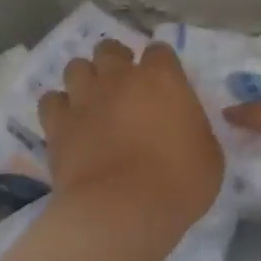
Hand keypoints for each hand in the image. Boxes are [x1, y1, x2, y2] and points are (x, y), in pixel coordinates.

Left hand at [39, 41, 222, 240]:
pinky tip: (69, 122)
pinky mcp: (58, 125)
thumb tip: (183, 127)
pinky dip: (60, 107)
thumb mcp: (209, 154)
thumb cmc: (179, 182)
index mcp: (163, 79)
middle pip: (110, 49)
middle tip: (124, 86)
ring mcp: (84, 99)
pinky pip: (51, 101)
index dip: (161, 65)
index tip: (164, 84)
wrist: (122, 211)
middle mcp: (120, 79)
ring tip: (93, 100)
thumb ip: (193, 129)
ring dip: (85, 79)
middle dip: (116, 61)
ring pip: (76, 67)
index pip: (159, 51)